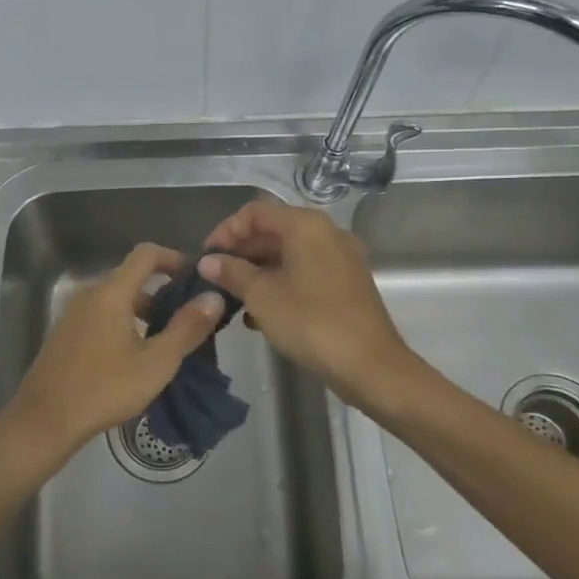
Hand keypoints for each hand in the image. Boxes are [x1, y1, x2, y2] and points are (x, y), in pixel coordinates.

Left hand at [0, 242, 226, 474]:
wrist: (45, 420)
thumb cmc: (105, 388)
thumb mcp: (156, 362)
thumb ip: (187, 328)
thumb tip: (214, 297)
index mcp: (111, 292)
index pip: (146, 254)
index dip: (175, 259)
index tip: (197, 278)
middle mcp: (90, 293)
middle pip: (132, 278)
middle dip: (164, 292)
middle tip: (191, 318)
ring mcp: (74, 313)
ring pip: (117, 300)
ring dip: (145, 312)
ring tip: (169, 341)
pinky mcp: (66, 333)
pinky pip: (102, 315)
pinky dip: (125, 323)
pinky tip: (137, 356)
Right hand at [199, 198, 416, 405]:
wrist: (371, 366)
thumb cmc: (311, 323)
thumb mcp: (262, 296)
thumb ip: (232, 272)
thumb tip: (208, 261)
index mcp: (306, 226)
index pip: (255, 212)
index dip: (226, 230)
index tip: (207, 257)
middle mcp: (326, 233)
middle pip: (273, 230)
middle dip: (241, 252)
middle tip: (216, 278)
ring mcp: (340, 258)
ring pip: (288, 253)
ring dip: (258, 270)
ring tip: (233, 296)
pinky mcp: (345, 283)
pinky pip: (304, 271)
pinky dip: (280, 282)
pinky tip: (260, 312)